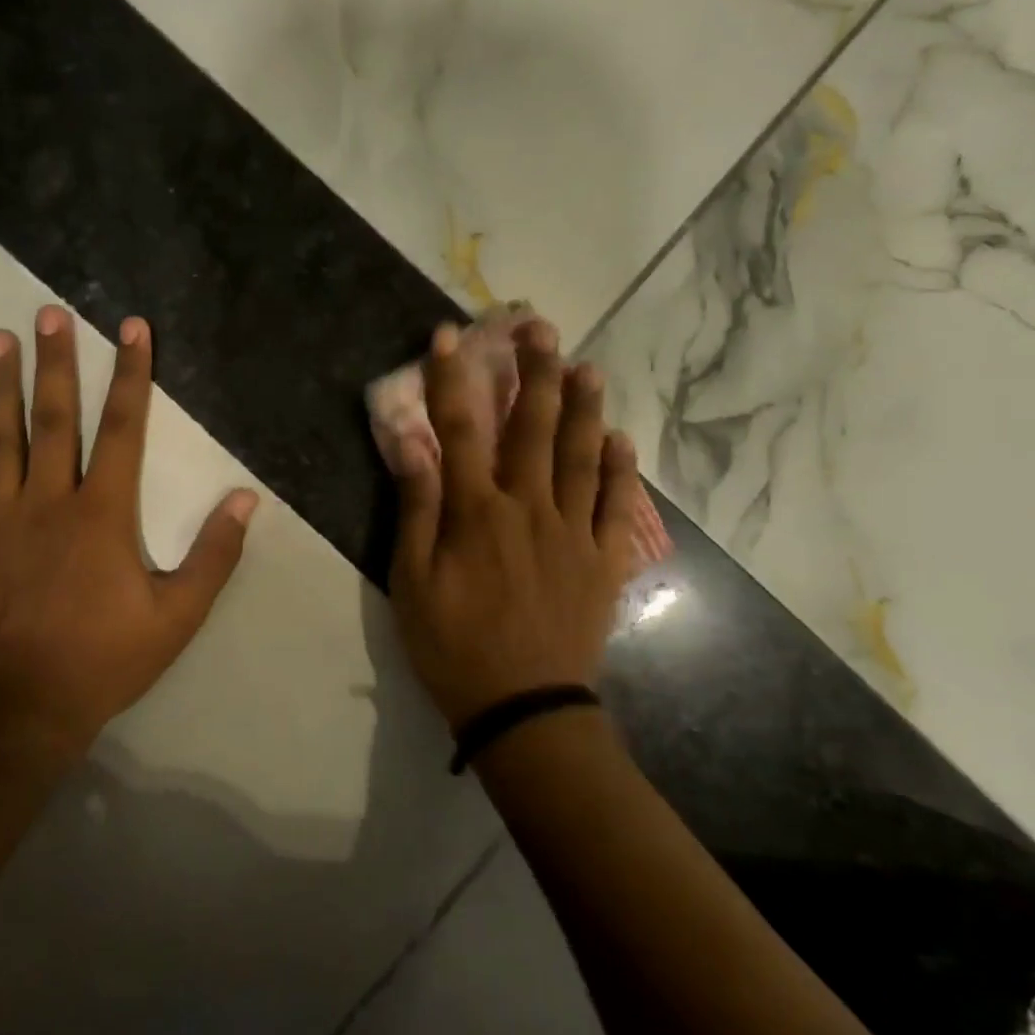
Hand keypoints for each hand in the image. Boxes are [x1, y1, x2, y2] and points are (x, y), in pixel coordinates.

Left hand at [0, 306, 258, 758]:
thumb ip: (214, 554)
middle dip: (57, 363)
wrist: (22, 706)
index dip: (132, 376)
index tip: (132, 329)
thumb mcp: (179, 614)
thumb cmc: (106, 658)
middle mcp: (48, 500)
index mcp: (103, 513)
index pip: (122, 429)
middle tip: (49, 314)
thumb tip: (247, 499)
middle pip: (55, 419)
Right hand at [389, 319, 661, 730]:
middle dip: (534, 372)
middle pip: (533, 428)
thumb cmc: (454, 646)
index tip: (450, 335)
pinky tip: (620, 440)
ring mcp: (574, 532)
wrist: (523, 707)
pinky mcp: (603, 561)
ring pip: (582, 456)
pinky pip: (618, 507)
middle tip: (539, 327)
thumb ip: (416, 508)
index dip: (453, 378)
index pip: (462, 429)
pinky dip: (621, 471)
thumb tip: (412, 441)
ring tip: (587, 366)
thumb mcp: (412, 581)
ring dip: (583, 407)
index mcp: (478, 512)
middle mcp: (530, 508)